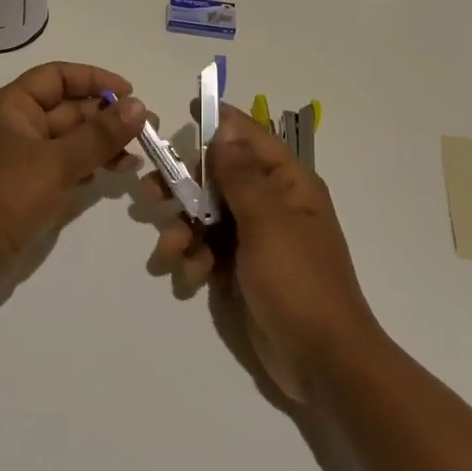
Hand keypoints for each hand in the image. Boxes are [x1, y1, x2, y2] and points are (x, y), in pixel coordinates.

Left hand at [0, 61, 147, 309]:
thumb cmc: (3, 199)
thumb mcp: (56, 163)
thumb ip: (99, 135)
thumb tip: (138, 105)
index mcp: (13, 107)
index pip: (58, 77)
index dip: (94, 80)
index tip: (130, 94)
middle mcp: (18, 127)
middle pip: (69, 109)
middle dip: (107, 116)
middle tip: (150, 130)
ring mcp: (24, 160)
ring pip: (72, 140)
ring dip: (104, 143)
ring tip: (139, 155)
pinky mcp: (31, 190)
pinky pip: (67, 167)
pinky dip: (92, 166)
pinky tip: (116, 174)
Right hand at [145, 104, 380, 400]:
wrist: (321, 361)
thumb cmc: (299, 282)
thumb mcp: (268, 223)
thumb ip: (241, 176)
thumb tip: (225, 132)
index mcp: (288, 184)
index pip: (251, 138)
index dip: (220, 122)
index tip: (187, 110)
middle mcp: (271, 204)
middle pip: (218, 177)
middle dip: (184, 185)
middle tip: (150, 191)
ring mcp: (256, 238)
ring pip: (206, 215)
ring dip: (184, 228)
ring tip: (170, 250)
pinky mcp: (241, 269)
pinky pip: (208, 249)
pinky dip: (194, 258)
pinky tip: (190, 276)